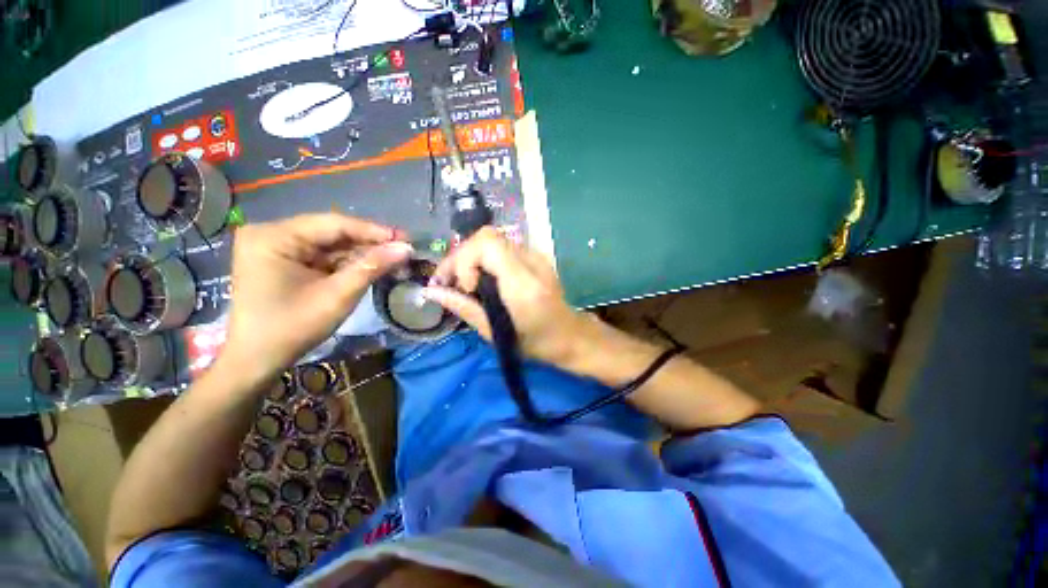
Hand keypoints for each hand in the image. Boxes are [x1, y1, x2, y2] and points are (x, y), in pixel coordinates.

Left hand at [221, 214, 411, 384]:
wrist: (256, 360)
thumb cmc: (293, 328)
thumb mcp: (338, 296)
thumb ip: (372, 267)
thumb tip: (406, 249)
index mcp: (274, 236)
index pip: (334, 224)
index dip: (373, 231)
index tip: (406, 239)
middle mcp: (272, 233)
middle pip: (332, 232)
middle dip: (369, 243)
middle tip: (403, 250)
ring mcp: (276, 247)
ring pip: (330, 244)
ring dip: (362, 254)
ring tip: (394, 259)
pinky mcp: (283, 261)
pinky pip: (323, 256)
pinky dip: (348, 263)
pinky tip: (372, 266)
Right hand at [422, 227, 591, 368]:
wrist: (569, 335)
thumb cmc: (534, 343)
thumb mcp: (494, 333)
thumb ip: (463, 307)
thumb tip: (430, 291)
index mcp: (523, 282)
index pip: (487, 243)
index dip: (465, 259)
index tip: (465, 287)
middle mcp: (531, 260)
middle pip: (486, 237)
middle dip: (461, 258)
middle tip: (449, 283)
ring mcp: (535, 255)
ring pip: (491, 240)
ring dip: (469, 258)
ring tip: (461, 283)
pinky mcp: (534, 256)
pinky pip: (500, 248)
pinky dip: (483, 260)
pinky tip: (478, 279)